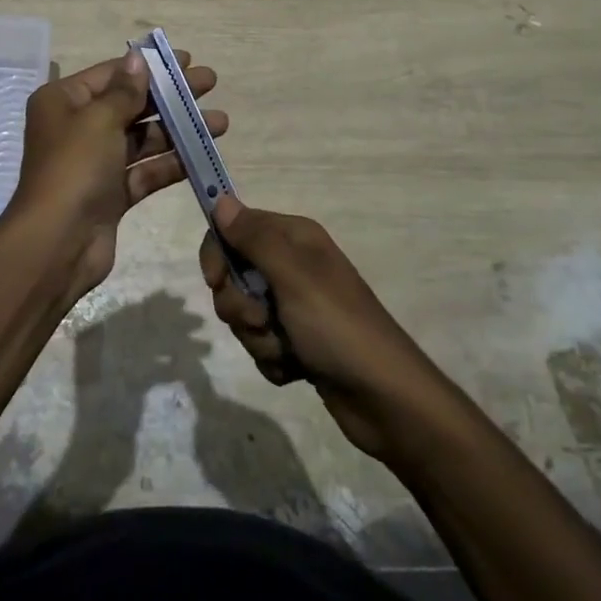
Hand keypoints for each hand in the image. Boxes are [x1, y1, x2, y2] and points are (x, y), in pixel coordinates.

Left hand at [9, 49, 226, 299]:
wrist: (57, 244)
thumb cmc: (75, 168)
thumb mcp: (99, 120)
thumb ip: (125, 91)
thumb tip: (138, 58)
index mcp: (63, 102)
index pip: (112, 74)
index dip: (149, 66)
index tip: (188, 59)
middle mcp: (77, 128)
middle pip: (130, 104)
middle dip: (170, 95)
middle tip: (210, 83)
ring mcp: (95, 163)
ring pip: (143, 139)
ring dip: (179, 130)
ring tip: (220, 122)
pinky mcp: (111, 194)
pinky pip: (145, 171)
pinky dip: (172, 163)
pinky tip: (203, 154)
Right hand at [200, 197, 434, 459]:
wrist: (385, 398)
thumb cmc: (337, 326)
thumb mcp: (293, 275)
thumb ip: (254, 238)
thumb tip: (222, 201)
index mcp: (294, 238)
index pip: (234, 228)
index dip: (218, 252)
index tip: (215, 280)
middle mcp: (292, 265)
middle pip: (234, 275)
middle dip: (239, 305)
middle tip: (262, 320)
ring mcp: (295, 306)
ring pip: (244, 314)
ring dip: (258, 337)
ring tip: (287, 350)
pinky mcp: (297, 342)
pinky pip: (260, 344)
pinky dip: (272, 359)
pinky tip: (295, 368)